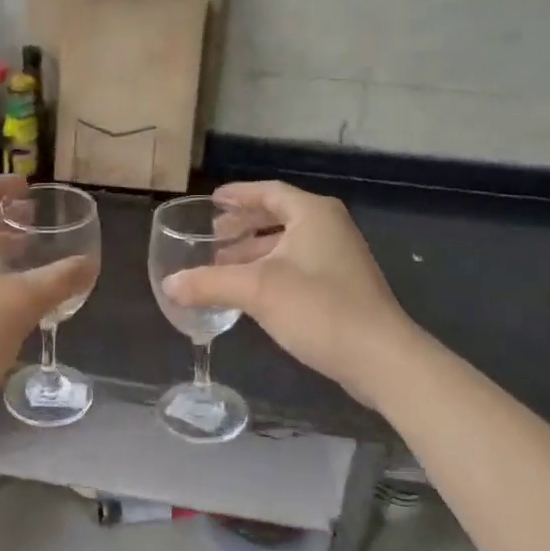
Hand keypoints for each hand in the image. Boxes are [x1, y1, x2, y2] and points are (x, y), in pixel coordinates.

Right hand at [163, 181, 411, 401]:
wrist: (380, 358)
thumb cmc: (318, 308)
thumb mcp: (256, 290)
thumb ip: (209, 283)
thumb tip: (168, 284)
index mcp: (312, 214)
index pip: (269, 192)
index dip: (238, 195)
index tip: (212, 201)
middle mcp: (329, 228)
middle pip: (278, 216)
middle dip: (243, 226)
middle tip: (213, 236)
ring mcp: (339, 258)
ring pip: (287, 244)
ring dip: (254, 252)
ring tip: (222, 266)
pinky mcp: (342, 287)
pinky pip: (297, 266)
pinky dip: (270, 270)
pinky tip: (250, 292)